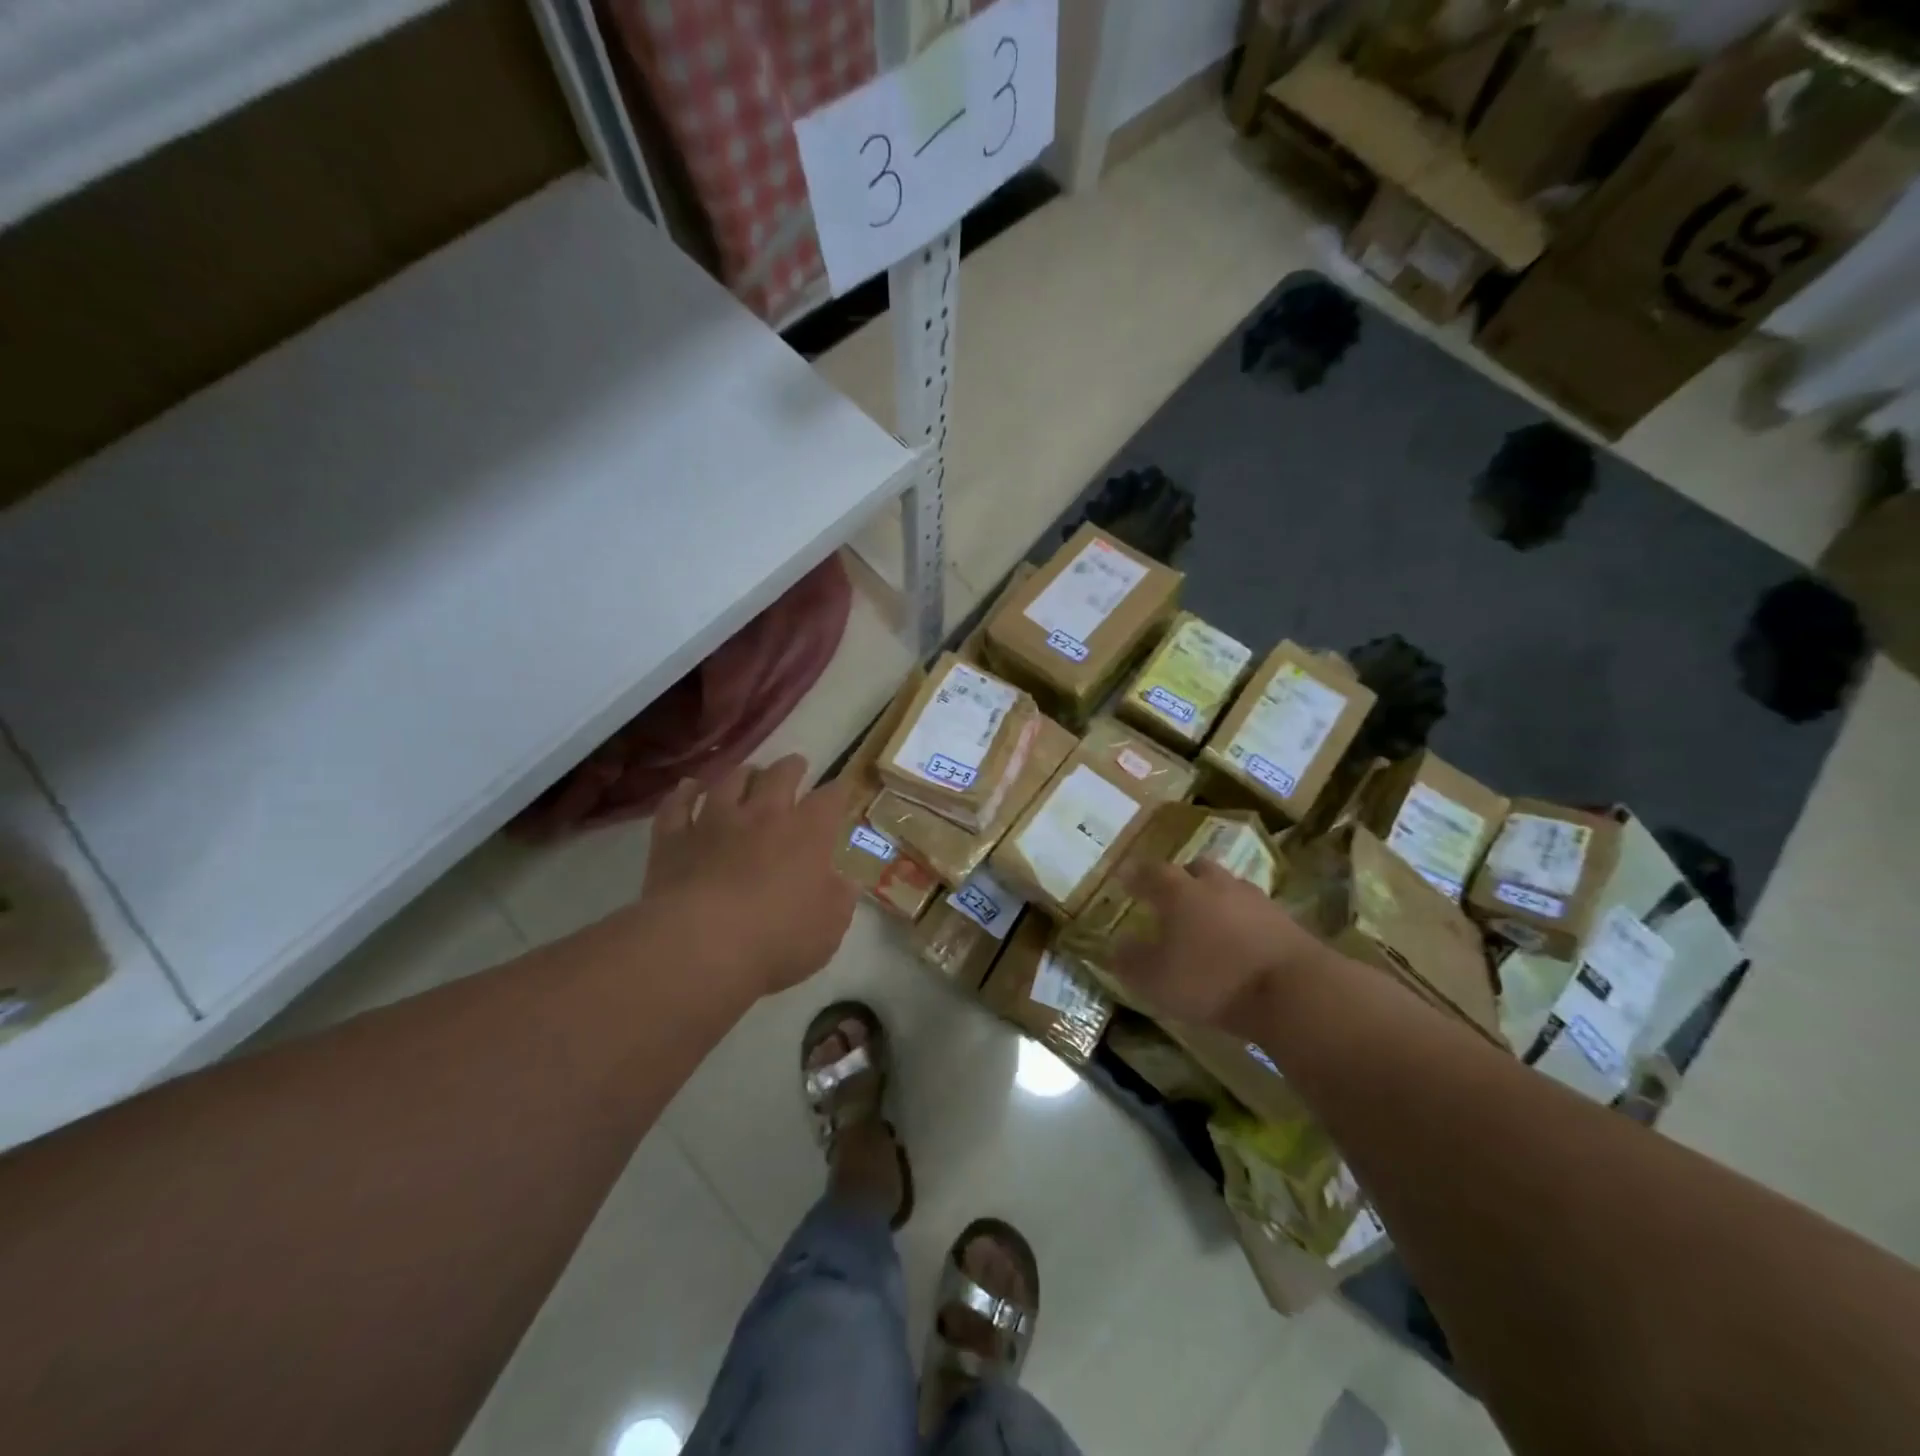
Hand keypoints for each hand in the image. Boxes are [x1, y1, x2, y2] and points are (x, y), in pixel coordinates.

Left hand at [643, 755, 857, 999]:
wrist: (700, 945)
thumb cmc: (777, 938)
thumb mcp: (829, 927)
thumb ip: (840, 898)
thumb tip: (845, 881)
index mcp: (808, 833)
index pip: (830, 799)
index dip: (839, 791)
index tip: (842, 789)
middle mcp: (763, 815)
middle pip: (780, 776)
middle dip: (792, 767)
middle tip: (796, 765)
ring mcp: (714, 822)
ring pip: (730, 782)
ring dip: (743, 773)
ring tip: (749, 771)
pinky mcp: (673, 839)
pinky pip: (677, 805)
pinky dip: (684, 793)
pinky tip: (687, 787)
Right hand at [1112, 860, 1327, 1032]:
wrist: (1294, 990)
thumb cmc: (1212, 980)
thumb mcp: (1156, 980)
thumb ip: (1131, 961)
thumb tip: (1117, 945)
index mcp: (1179, 892)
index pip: (1151, 872)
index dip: (1136, 875)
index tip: (1126, 879)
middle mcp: (1216, 885)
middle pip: (1195, 868)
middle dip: (1182, 878)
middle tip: (1172, 896)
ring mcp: (1255, 900)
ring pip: (1228, 888)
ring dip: (1215, 898)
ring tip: (1208, 921)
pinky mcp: (1286, 921)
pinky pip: (1255, 912)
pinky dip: (1243, 921)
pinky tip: (1240, 942)